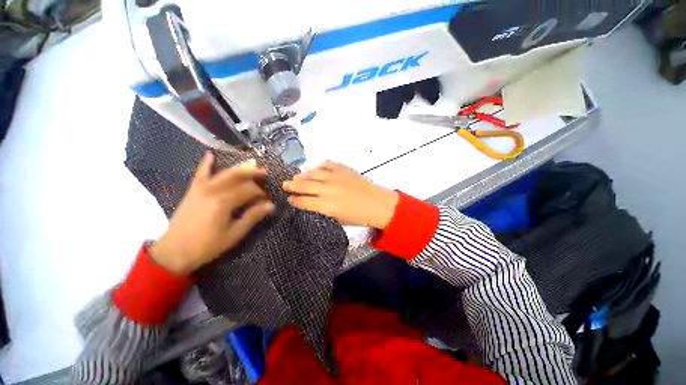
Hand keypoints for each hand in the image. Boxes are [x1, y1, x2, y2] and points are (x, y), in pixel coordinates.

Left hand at [152, 152, 274, 274]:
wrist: (174, 252)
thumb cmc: (207, 246)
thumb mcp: (234, 234)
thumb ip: (252, 217)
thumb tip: (271, 206)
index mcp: (224, 202)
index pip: (249, 190)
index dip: (261, 193)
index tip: (268, 200)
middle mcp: (213, 191)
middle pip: (237, 177)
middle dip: (253, 174)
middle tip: (265, 174)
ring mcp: (201, 189)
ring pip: (223, 173)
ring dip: (239, 167)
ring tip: (252, 163)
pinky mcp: (192, 191)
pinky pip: (200, 174)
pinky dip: (206, 164)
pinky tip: (210, 154)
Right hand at [282, 161, 398, 228]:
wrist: (377, 203)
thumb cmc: (358, 215)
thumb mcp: (338, 218)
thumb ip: (322, 209)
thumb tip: (311, 202)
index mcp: (326, 206)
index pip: (304, 201)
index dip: (295, 200)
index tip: (289, 198)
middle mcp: (328, 190)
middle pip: (304, 185)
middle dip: (292, 185)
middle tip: (284, 184)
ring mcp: (335, 177)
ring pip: (313, 173)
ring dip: (303, 175)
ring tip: (296, 176)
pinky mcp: (343, 168)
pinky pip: (326, 164)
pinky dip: (319, 166)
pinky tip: (315, 169)